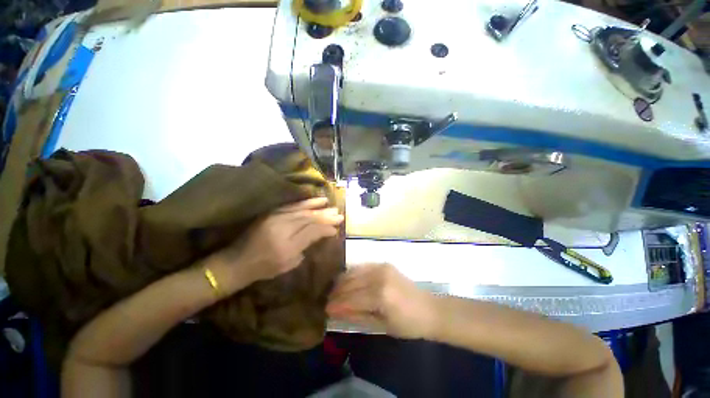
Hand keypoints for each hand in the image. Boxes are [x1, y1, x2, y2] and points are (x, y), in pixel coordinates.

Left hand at [211, 197, 343, 292]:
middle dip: (325, 216)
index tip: (336, 228)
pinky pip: (290, 205)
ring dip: (316, 206)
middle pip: (309, 219)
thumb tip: (321, 234)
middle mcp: (282, 229)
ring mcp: (275, 219)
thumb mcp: (289, 263)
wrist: (238, 261)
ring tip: (328, 203)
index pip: (312, 231)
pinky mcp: (270, 213)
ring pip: (301, 210)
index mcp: (287, 246)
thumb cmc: (265, 268)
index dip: (326, 228)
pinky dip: (303, 202)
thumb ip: (306, 247)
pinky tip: (313, 200)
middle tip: (338, 214)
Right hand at [326, 264, 438, 338]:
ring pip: (354, 272)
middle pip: (351, 283)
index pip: (351, 298)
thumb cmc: (408, 324)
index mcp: (380, 295)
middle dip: (337, 292)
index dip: (337, 304)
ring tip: (334, 291)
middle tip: (327, 300)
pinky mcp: (384, 264)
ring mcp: (382, 267)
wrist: (429, 309)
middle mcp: (379, 276)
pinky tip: (347, 280)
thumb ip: (357, 316)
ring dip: (342, 281)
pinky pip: (362, 267)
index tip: (325, 309)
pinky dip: (352, 273)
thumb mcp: (381, 325)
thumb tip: (336, 312)